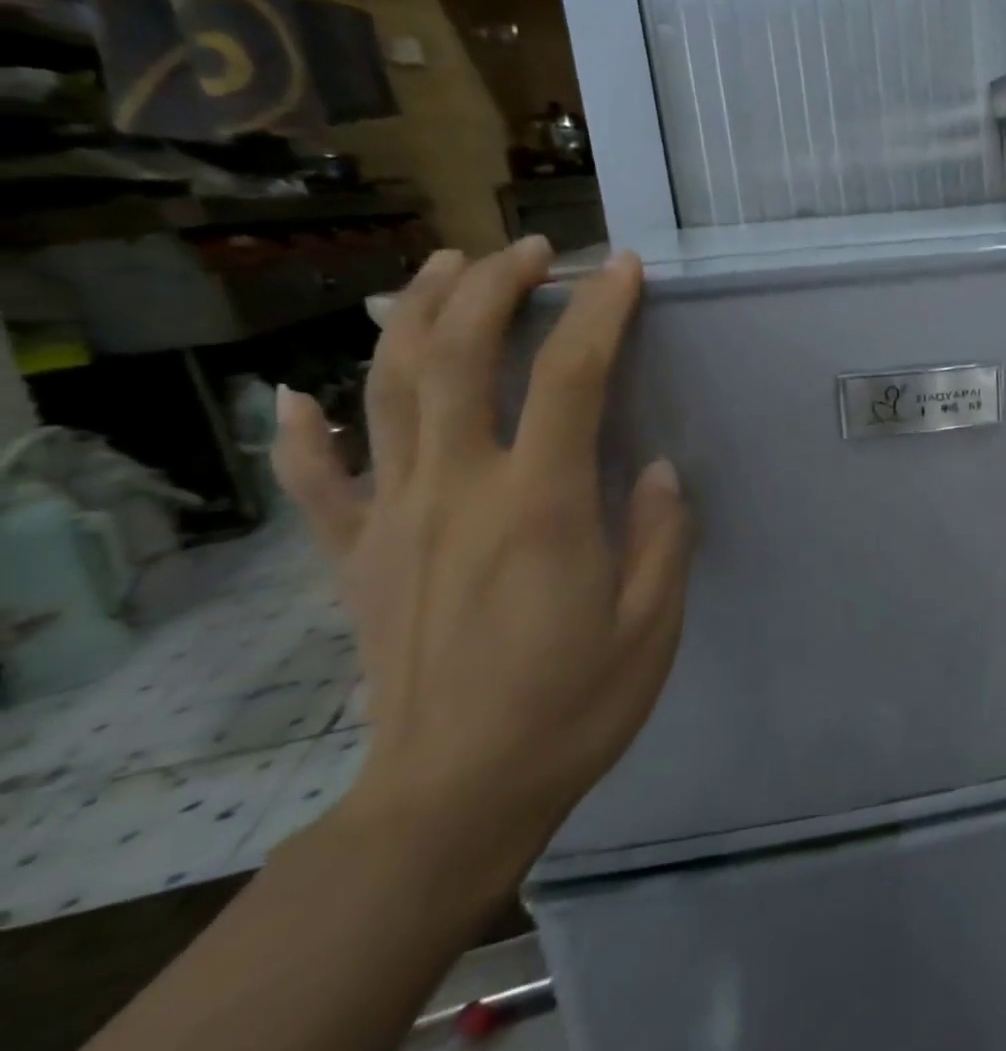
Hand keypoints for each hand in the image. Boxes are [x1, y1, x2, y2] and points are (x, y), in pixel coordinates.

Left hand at [271, 238, 691, 890]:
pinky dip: (306, 432)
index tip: (621, 270)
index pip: (572, 376)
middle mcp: (458, 490)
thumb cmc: (572, 707)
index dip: (601, 311)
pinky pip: (319, 484)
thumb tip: (654, 468)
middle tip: (529, 251)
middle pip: (461, 355)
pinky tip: (301, 396)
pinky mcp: (356, 559)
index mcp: (540, 505)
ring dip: (415, 316)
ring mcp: (395, 520)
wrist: (453, 798)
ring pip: (388, 390)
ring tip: (441, 270)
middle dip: (494, 285)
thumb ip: (660, 535)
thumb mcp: (652, 624)